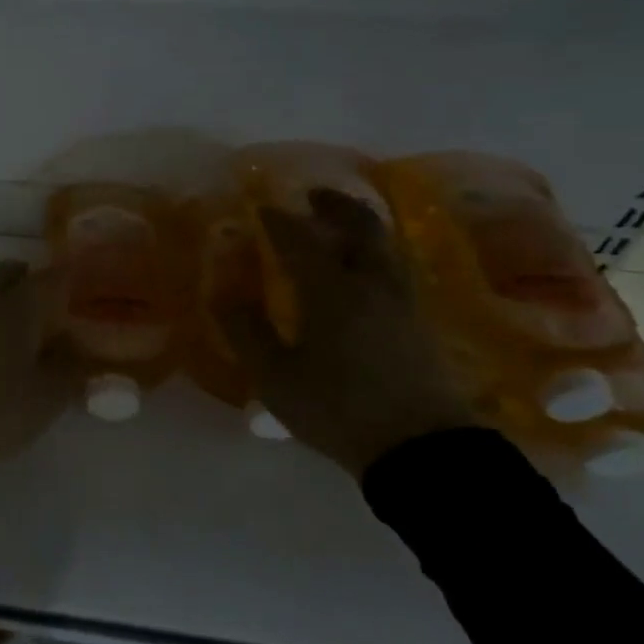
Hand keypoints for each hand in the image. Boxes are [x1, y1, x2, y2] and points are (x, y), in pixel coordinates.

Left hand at [0, 260, 73, 473]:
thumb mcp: (48, 397)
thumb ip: (70, 366)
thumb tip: (76, 345)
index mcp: (15, 308)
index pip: (47, 279)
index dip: (66, 277)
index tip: (79, 280)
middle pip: (3, 273)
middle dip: (25, 276)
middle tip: (43, 293)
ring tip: (14, 314)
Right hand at [214, 189, 476, 477]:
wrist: (420, 447)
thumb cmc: (337, 408)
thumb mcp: (275, 376)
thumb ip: (247, 331)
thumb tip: (223, 293)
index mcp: (330, 291)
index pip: (301, 241)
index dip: (279, 221)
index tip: (262, 207)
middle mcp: (370, 285)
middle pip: (360, 228)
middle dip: (336, 207)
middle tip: (314, 196)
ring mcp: (401, 302)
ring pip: (384, 247)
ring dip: (360, 226)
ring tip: (339, 225)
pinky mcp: (418, 323)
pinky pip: (394, 269)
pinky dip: (374, 253)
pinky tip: (364, 269)